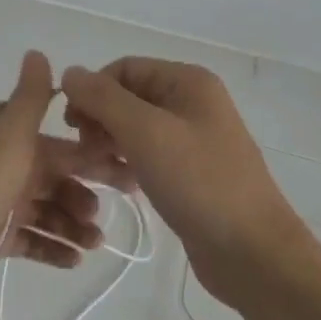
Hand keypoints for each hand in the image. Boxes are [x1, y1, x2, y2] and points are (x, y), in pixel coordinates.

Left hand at [0, 51, 133, 311]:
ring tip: (93, 244)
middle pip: (56, 182)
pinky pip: (31, 242)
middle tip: (108, 218)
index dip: (94, 158)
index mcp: (11, 146)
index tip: (128, 173)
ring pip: (46, 213)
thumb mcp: (10, 138)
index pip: (62, 149)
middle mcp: (6, 172)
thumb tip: (37, 52)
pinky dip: (52, 249)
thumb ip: (29, 100)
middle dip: (84, 197)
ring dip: (73, 226)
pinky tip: (74, 262)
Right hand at [61, 57, 307, 305]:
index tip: (71, 126)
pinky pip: (147, 156)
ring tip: (96, 172)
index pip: (123, 69)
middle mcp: (191, 103)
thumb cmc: (199, 183)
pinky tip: (119, 185)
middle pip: (127, 98)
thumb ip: (104, 99)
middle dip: (99, 120)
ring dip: (108, 145)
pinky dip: (127, 165)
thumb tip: (70, 72)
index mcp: (187, 82)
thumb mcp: (146, 133)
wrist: (251, 250)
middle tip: (84, 154)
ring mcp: (192, 140)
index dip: (92, 91)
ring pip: (134, 130)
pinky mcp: (188, 173)